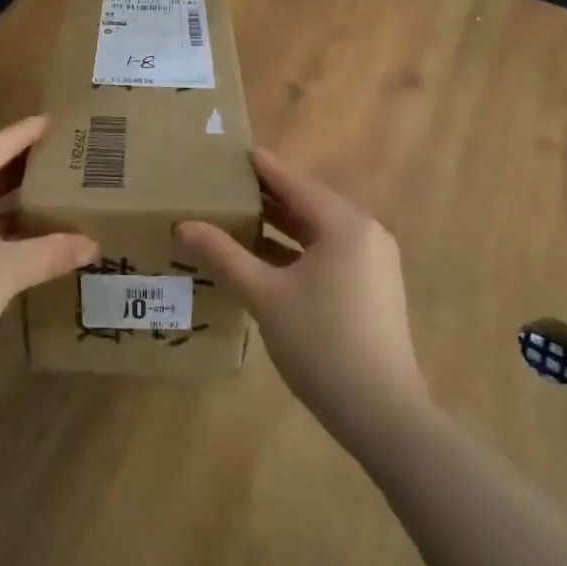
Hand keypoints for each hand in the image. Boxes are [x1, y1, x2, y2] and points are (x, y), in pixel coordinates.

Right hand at [176, 148, 428, 451]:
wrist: (383, 414)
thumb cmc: (322, 344)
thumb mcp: (265, 296)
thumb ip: (224, 256)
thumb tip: (183, 225)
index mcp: (344, 224)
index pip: (294, 182)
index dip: (261, 167)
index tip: (231, 151)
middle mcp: (364, 233)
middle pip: (307, 204)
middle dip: (267, 197)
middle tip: (224, 185)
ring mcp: (373, 262)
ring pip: (318, 232)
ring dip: (280, 226)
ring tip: (237, 218)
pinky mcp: (372, 288)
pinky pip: (328, 254)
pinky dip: (297, 252)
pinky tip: (264, 260)